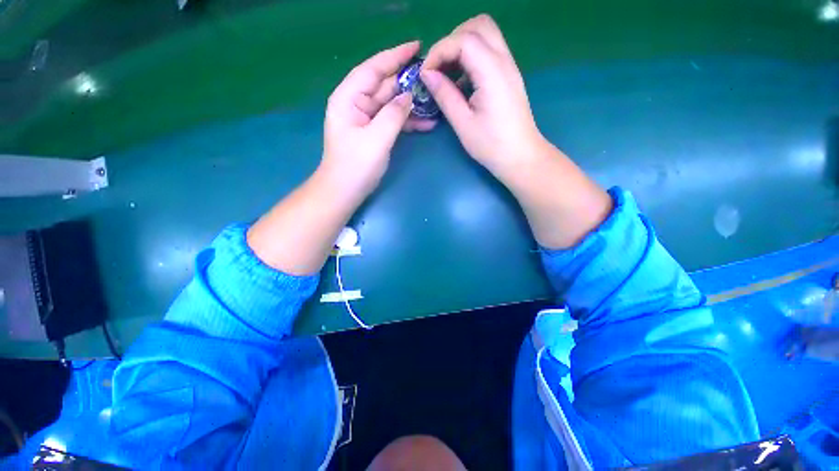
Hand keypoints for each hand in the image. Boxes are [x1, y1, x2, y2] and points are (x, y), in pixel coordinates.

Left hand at [321, 41, 421, 198]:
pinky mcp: (374, 133)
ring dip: (411, 104)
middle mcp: (356, 104)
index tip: (416, 47)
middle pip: (384, 86)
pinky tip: (426, 123)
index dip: (394, 56)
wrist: (345, 191)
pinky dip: (408, 121)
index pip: (373, 69)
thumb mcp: (376, 138)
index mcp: (348, 98)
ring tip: (434, 101)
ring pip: (391, 104)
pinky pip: (393, 120)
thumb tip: (409, 96)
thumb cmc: (356, 165)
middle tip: (432, 77)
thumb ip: (393, 114)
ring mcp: (366, 119)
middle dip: (407, 81)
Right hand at [420, 15, 546, 177]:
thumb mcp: (463, 123)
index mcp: (492, 73)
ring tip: (447, 73)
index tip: (426, 73)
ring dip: (462, 46)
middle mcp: (504, 61)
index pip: (463, 40)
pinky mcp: (508, 76)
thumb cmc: (491, 145)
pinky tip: (462, 82)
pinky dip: (471, 57)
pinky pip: (489, 51)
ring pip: (485, 35)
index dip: (439, 51)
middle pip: (478, 26)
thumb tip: (427, 74)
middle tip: (438, 67)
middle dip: (452, 40)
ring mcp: (509, 67)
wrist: (520, 156)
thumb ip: (444, 95)